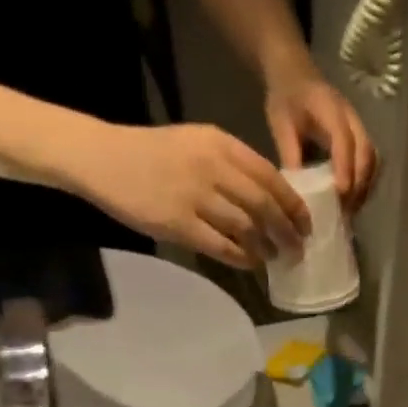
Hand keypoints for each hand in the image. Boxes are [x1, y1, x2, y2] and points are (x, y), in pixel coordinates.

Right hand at [60, 121, 310, 268]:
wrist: (101, 158)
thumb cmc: (153, 152)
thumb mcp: (198, 143)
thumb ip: (234, 165)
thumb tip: (273, 199)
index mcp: (221, 144)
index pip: (271, 178)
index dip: (294, 205)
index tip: (306, 223)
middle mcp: (211, 167)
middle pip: (264, 205)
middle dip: (287, 231)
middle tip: (297, 247)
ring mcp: (193, 196)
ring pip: (246, 227)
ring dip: (266, 246)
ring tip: (274, 257)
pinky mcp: (177, 223)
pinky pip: (221, 246)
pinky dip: (242, 257)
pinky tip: (250, 263)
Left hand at [264, 66, 378, 209]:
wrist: (296, 75)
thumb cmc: (286, 99)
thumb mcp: (281, 124)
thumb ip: (290, 153)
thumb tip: (297, 190)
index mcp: (330, 109)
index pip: (344, 140)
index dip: (345, 167)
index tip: (341, 193)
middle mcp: (352, 118)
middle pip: (366, 154)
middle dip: (359, 184)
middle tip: (345, 210)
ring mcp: (360, 127)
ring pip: (373, 160)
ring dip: (366, 186)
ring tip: (351, 209)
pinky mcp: (361, 137)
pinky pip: (371, 162)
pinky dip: (366, 182)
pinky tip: (353, 198)